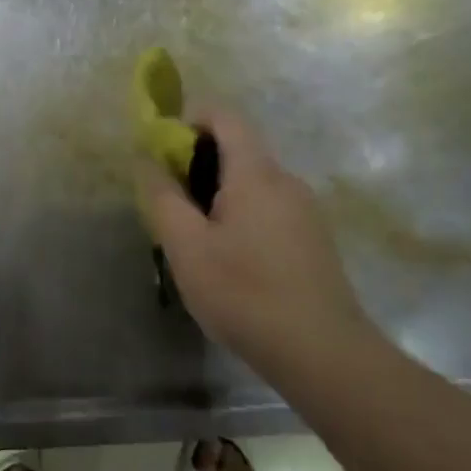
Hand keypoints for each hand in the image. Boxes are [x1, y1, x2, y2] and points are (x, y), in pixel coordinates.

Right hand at [134, 107, 374, 365]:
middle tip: (171, 202)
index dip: (191, 119)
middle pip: (238, 149)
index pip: (225, 116)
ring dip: (218, 193)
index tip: (163, 149)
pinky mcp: (314, 239)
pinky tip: (230, 260)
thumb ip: (163, 197)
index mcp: (256, 174)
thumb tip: (148, 160)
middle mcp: (286, 181)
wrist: (322, 353)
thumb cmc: (245, 293)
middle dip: (198, 163)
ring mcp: (305, 211)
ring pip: (253, 182)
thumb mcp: (186, 247)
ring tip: (196, 238)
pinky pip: (269, 207)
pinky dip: (241, 214)